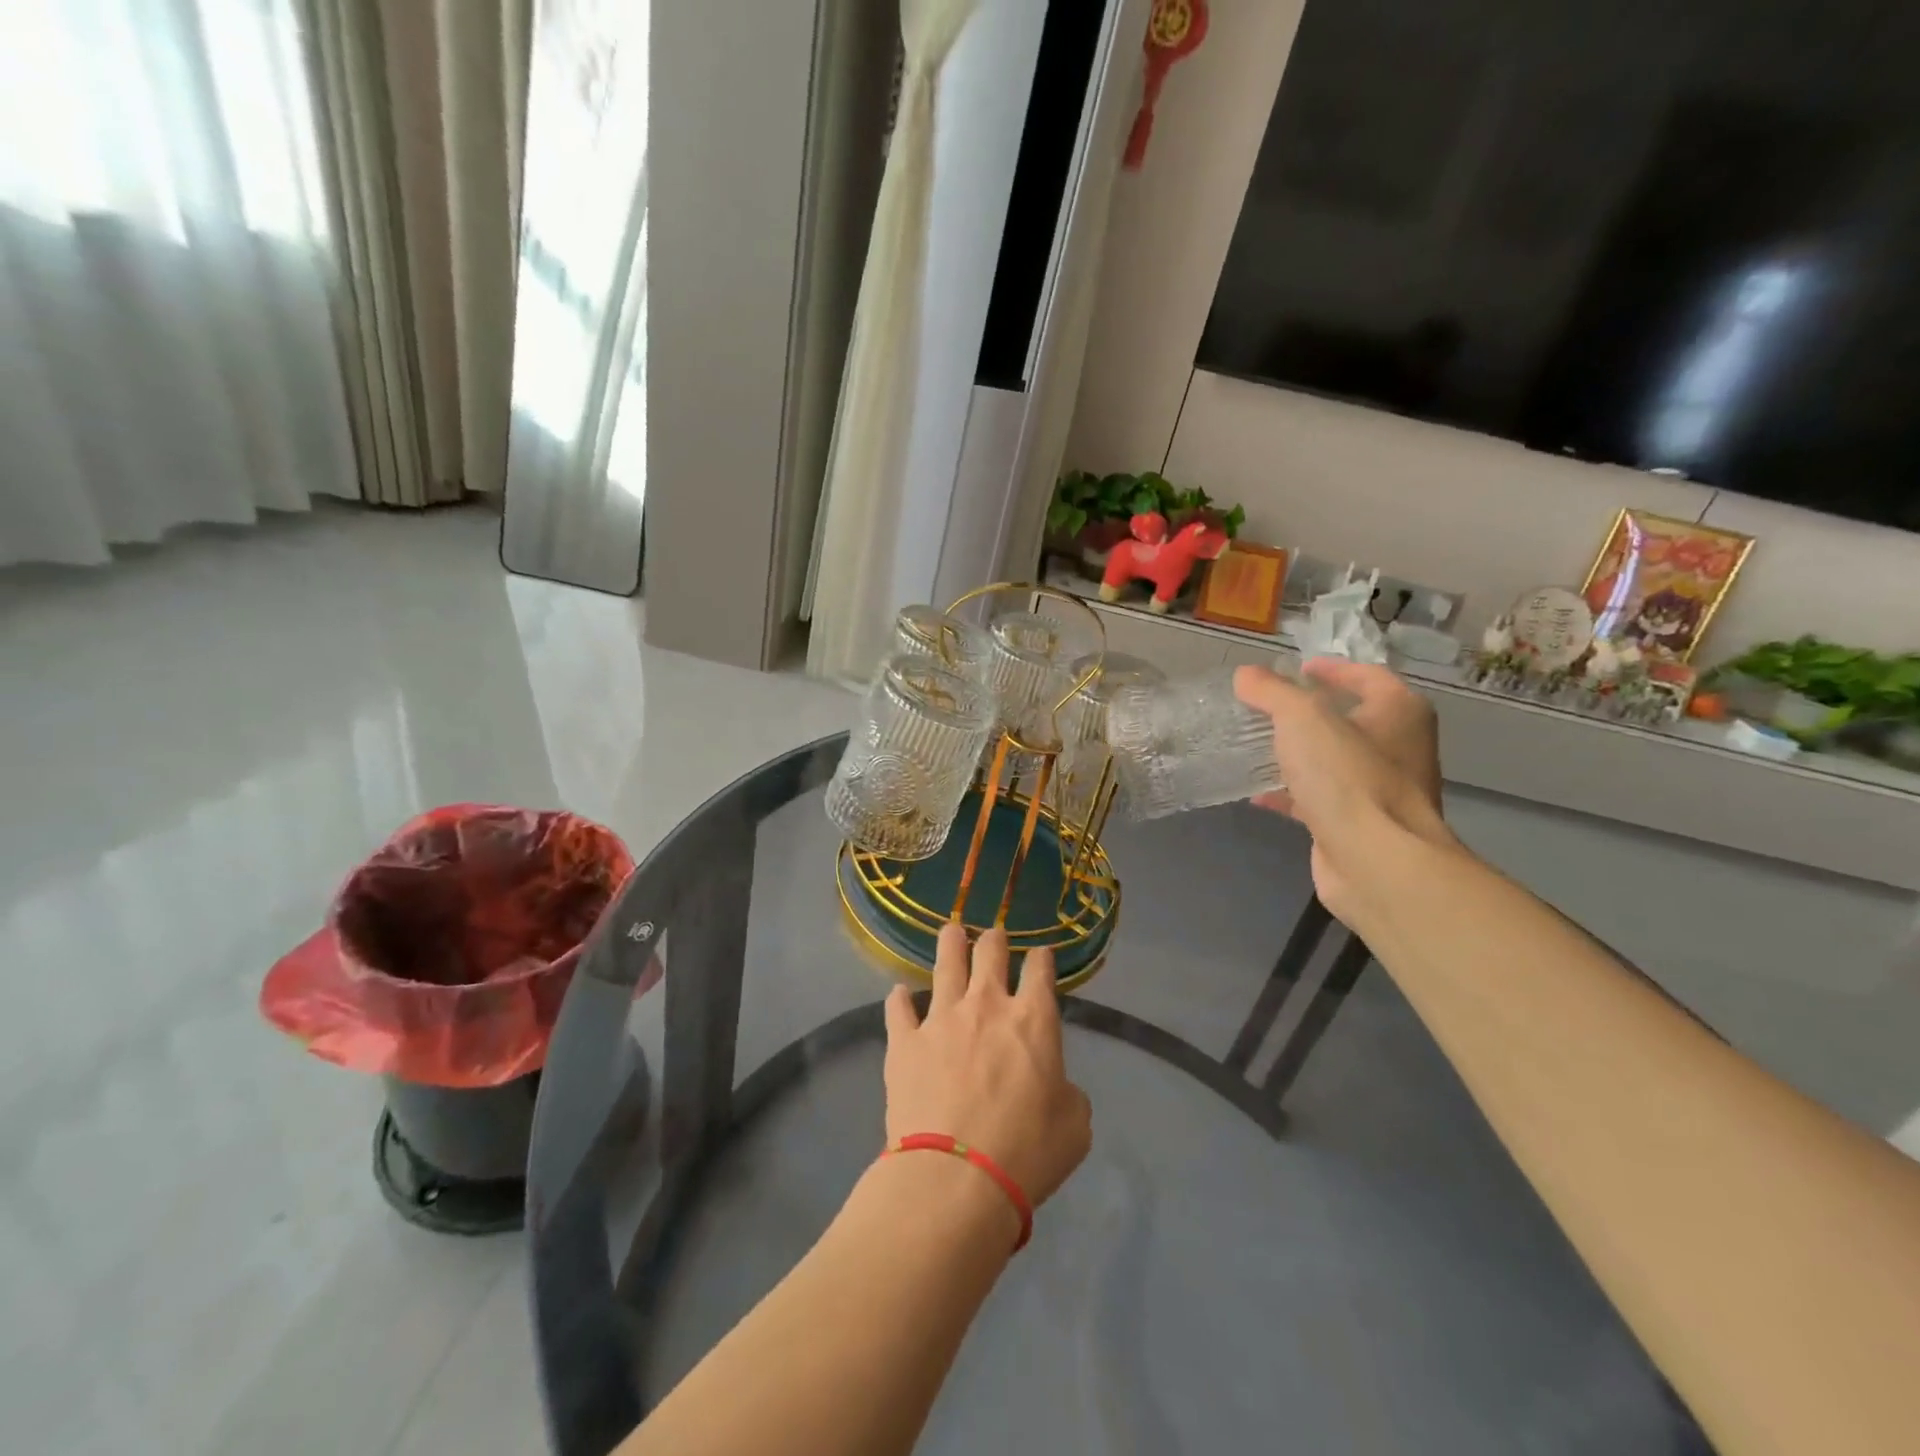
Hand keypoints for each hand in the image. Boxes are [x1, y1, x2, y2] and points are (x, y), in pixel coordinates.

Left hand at [883, 924, 1091, 1209]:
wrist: (956, 1177)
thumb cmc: (1027, 1152)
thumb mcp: (1074, 1127)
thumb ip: (1068, 1094)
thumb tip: (1055, 1086)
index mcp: (1033, 1021)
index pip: (1040, 971)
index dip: (1042, 959)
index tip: (1041, 956)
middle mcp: (987, 1006)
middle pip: (990, 953)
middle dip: (994, 940)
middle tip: (994, 937)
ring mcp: (941, 1019)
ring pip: (945, 964)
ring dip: (950, 944)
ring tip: (950, 932)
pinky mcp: (904, 1041)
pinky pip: (898, 1009)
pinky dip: (899, 999)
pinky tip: (898, 993)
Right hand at [1233, 658, 1452, 921]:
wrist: (1374, 861)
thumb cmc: (1347, 776)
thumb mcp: (1301, 718)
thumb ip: (1271, 692)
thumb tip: (1246, 675)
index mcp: (1399, 712)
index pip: (1367, 676)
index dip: (1333, 668)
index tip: (1299, 668)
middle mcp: (1398, 748)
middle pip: (1351, 719)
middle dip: (1311, 713)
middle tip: (1270, 706)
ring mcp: (1380, 790)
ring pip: (1333, 762)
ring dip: (1299, 754)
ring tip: (1258, 745)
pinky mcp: (1359, 825)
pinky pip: (1320, 798)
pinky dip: (1291, 793)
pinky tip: (1257, 794)